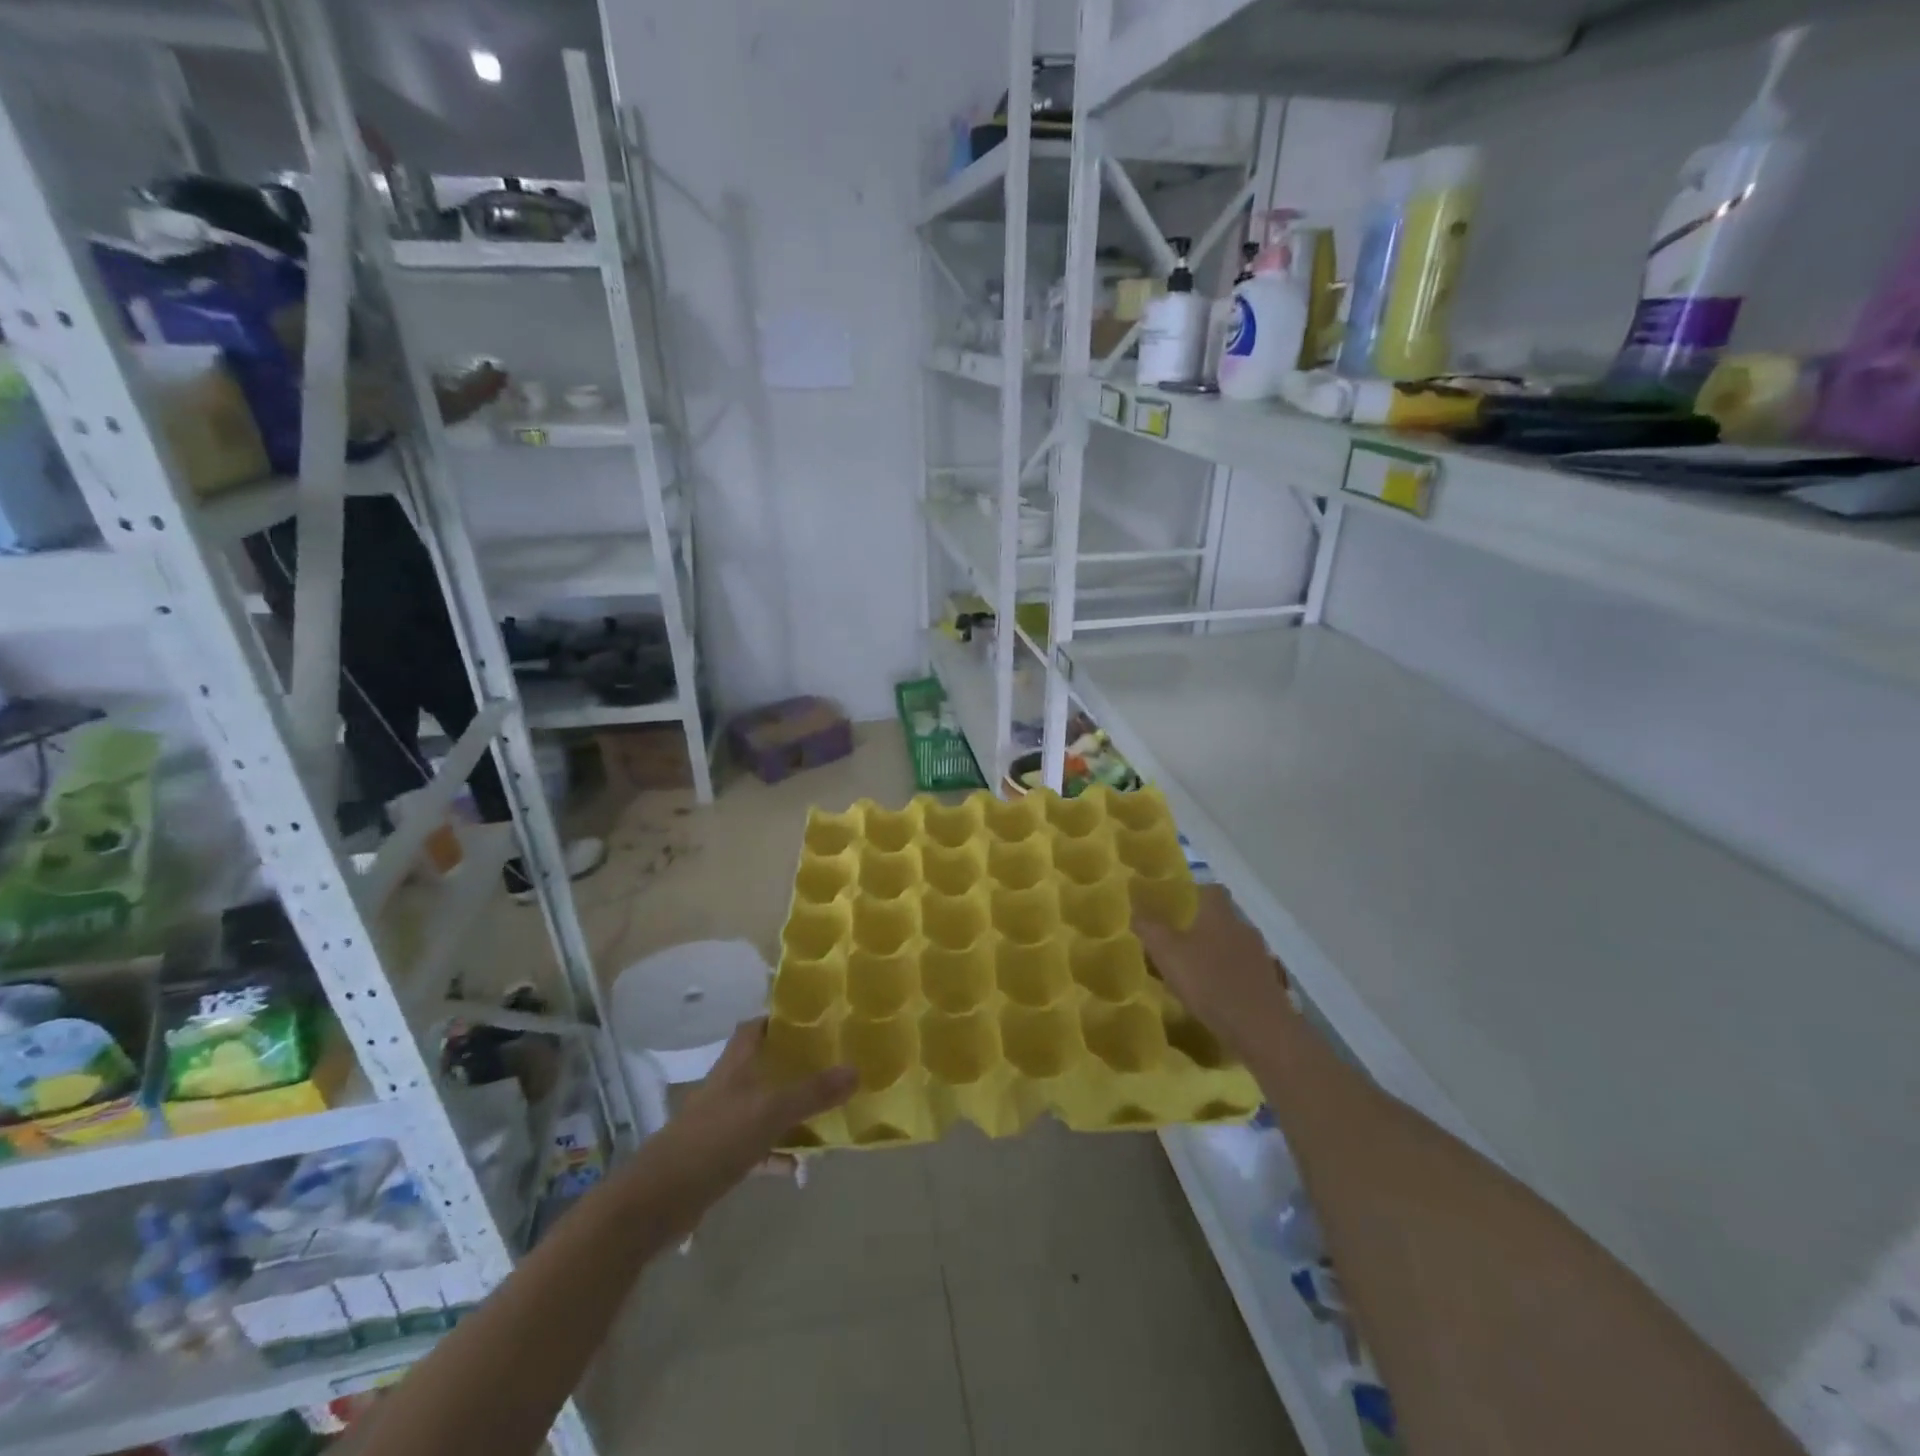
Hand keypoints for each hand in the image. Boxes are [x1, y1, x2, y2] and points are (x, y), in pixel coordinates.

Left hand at [663, 1019, 856, 1179]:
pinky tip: (800, 1165)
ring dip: (789, 1111)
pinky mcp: (719, 1158)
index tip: (812, 1020)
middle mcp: (728, 1088)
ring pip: (762, 1108)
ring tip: (826, 1113)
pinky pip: (757, 1148)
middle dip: (793, 1066)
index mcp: (735, 1066)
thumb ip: (812, 1093)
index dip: (779, 1020)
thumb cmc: (715, 1140)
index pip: (754, 1028)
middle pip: (762, 1067)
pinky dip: (777, 1153)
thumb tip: (856, 1070)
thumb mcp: (770, 1112)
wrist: (658, 1201)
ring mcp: (721, 1124)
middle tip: (829, 1065)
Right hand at [1134, 884, 1291, 1058]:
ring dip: (1216, 954)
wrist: (1260, 1028)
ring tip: (1193, 972)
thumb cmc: (1209, 981)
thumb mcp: (1167, 953)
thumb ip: (1149, 928)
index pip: (1211, 889)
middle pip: (1222, 919)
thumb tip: (1134, 905)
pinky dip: (1229, 977)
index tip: (1176, 906)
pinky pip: (1243, 971)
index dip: (1194, 893)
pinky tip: (1214, 995)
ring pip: (1233, 946)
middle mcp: (1243, 928)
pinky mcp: (1269, 983)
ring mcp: (1260, 956)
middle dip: (1202, 927)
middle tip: (1177, 942)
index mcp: (1219, 914)